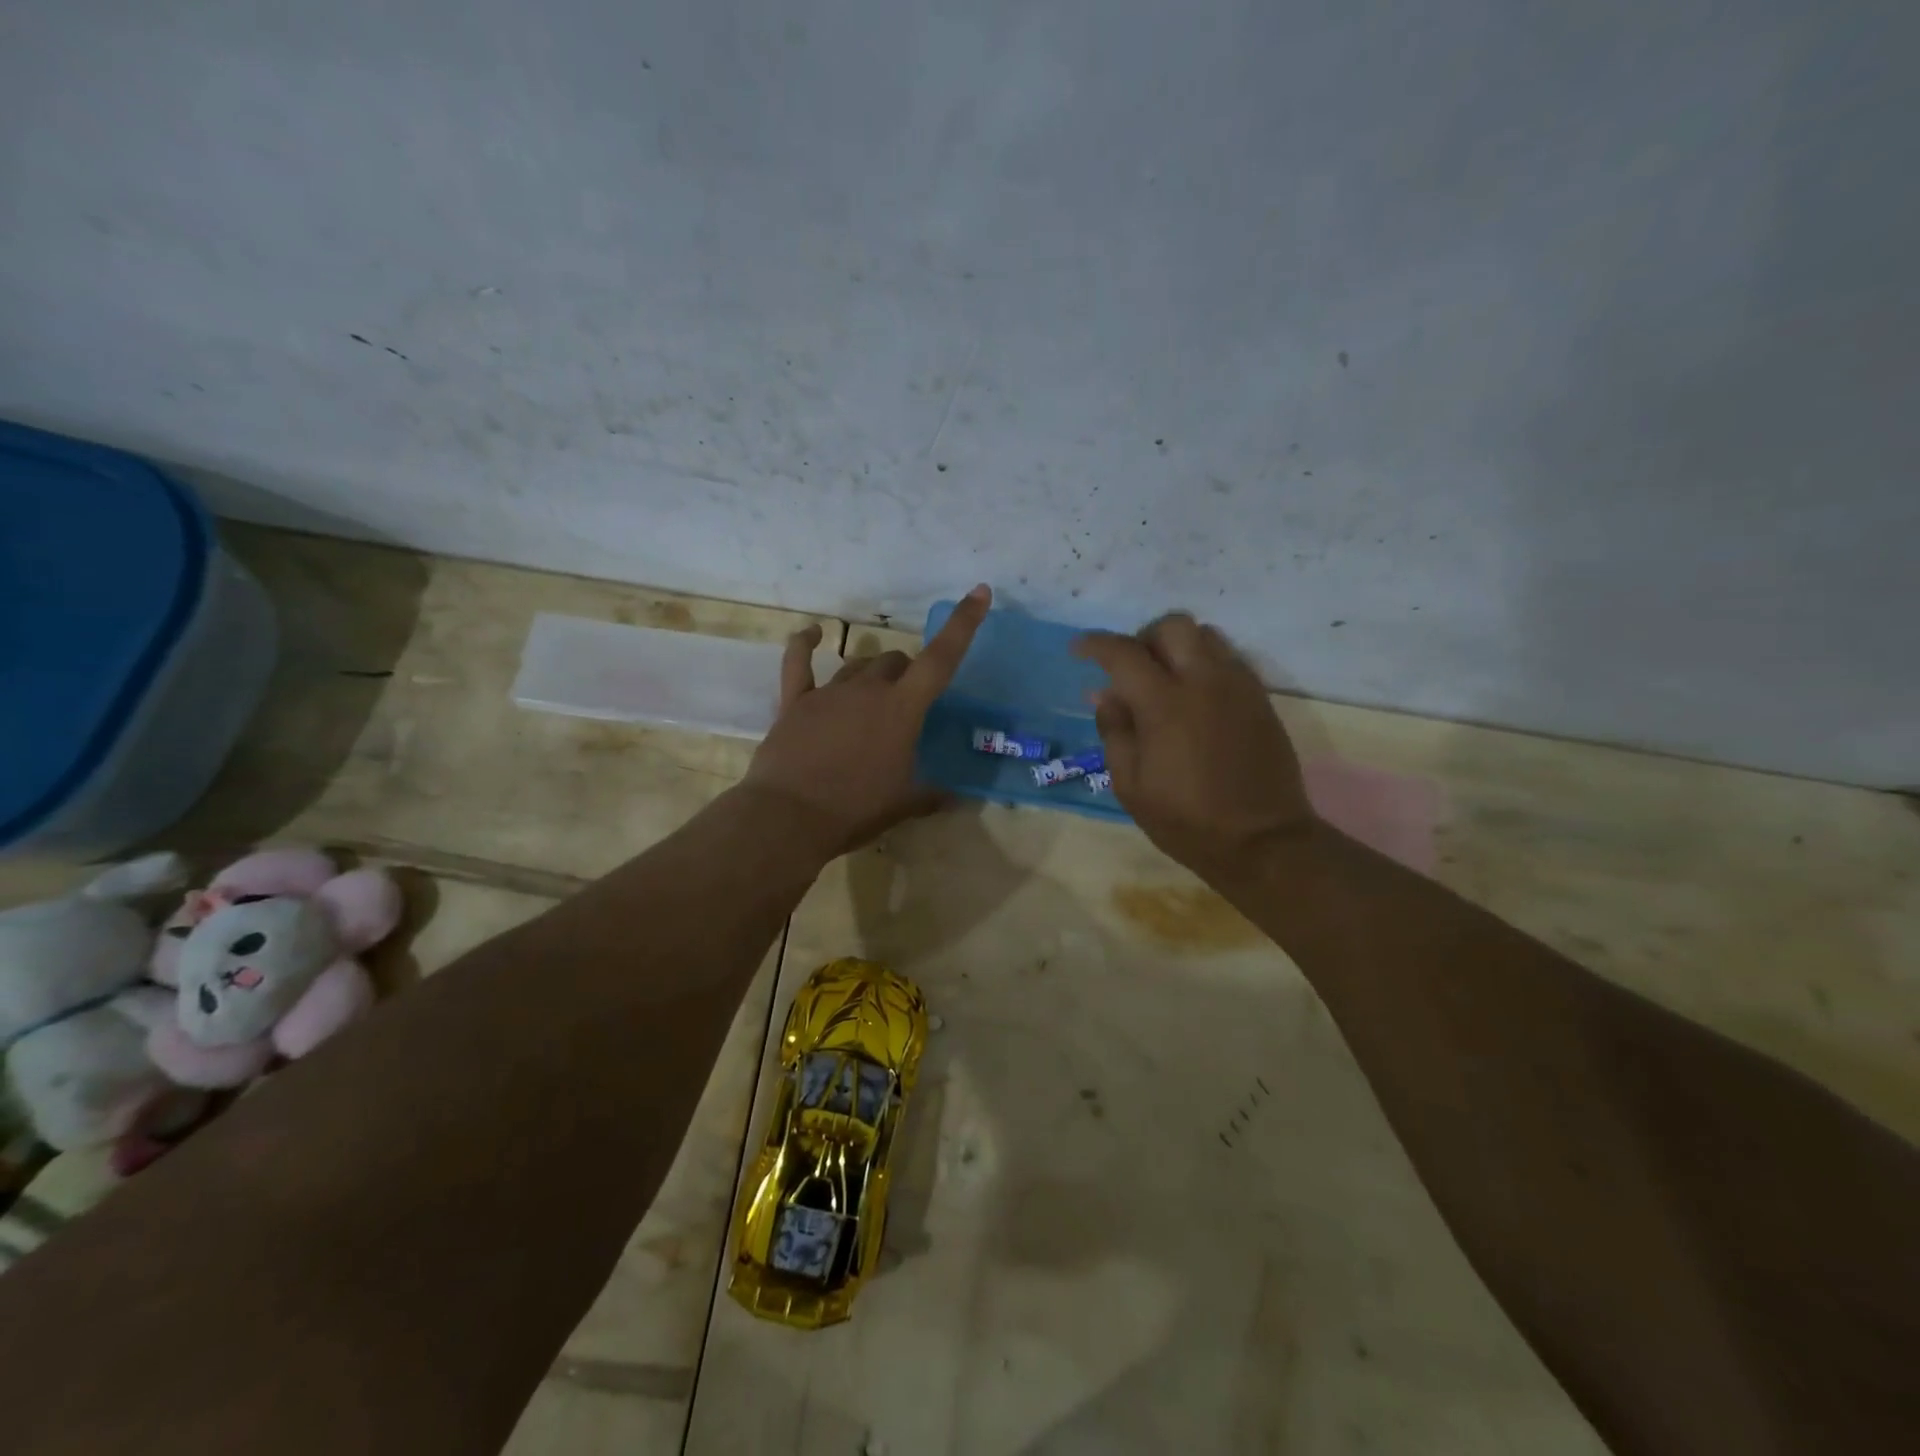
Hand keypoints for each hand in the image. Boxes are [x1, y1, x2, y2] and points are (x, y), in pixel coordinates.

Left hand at [742, 585, 991, 858]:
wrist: (789, 817)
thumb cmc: (856, 808)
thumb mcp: (902, 805)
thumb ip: (931, 796)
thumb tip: (956, 800)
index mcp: (902, 709)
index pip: (941, 658)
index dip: (963, 624)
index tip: (978, 592)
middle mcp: (868, 690)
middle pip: (895, 662)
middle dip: (907, 673)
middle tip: (907, 702)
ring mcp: (829, 692)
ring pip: (858, 665)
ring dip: (871, 673)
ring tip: (873, 695)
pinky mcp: (795, 702)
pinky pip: (798, 662)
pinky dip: (804, 644)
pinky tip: (811, 633)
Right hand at [1073, 613, 1317, 880]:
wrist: (1264, 841)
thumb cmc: (1187, 820)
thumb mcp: (1130, 786)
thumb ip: (1114, 732)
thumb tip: (1106, 695)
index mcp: (1165, 704)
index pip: (1124, 652)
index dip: (1095, 645)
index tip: (1079, 650)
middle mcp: (1204, 681)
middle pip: (1172, 626)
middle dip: (1143, 637)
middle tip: (1130, 669)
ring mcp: (1238, 686)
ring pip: (1206, 635)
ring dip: (1178, 647)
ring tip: (1164, 680)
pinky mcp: (1260, 698)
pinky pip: (1228, 659)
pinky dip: (1204, 663)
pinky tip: (1195, 697)